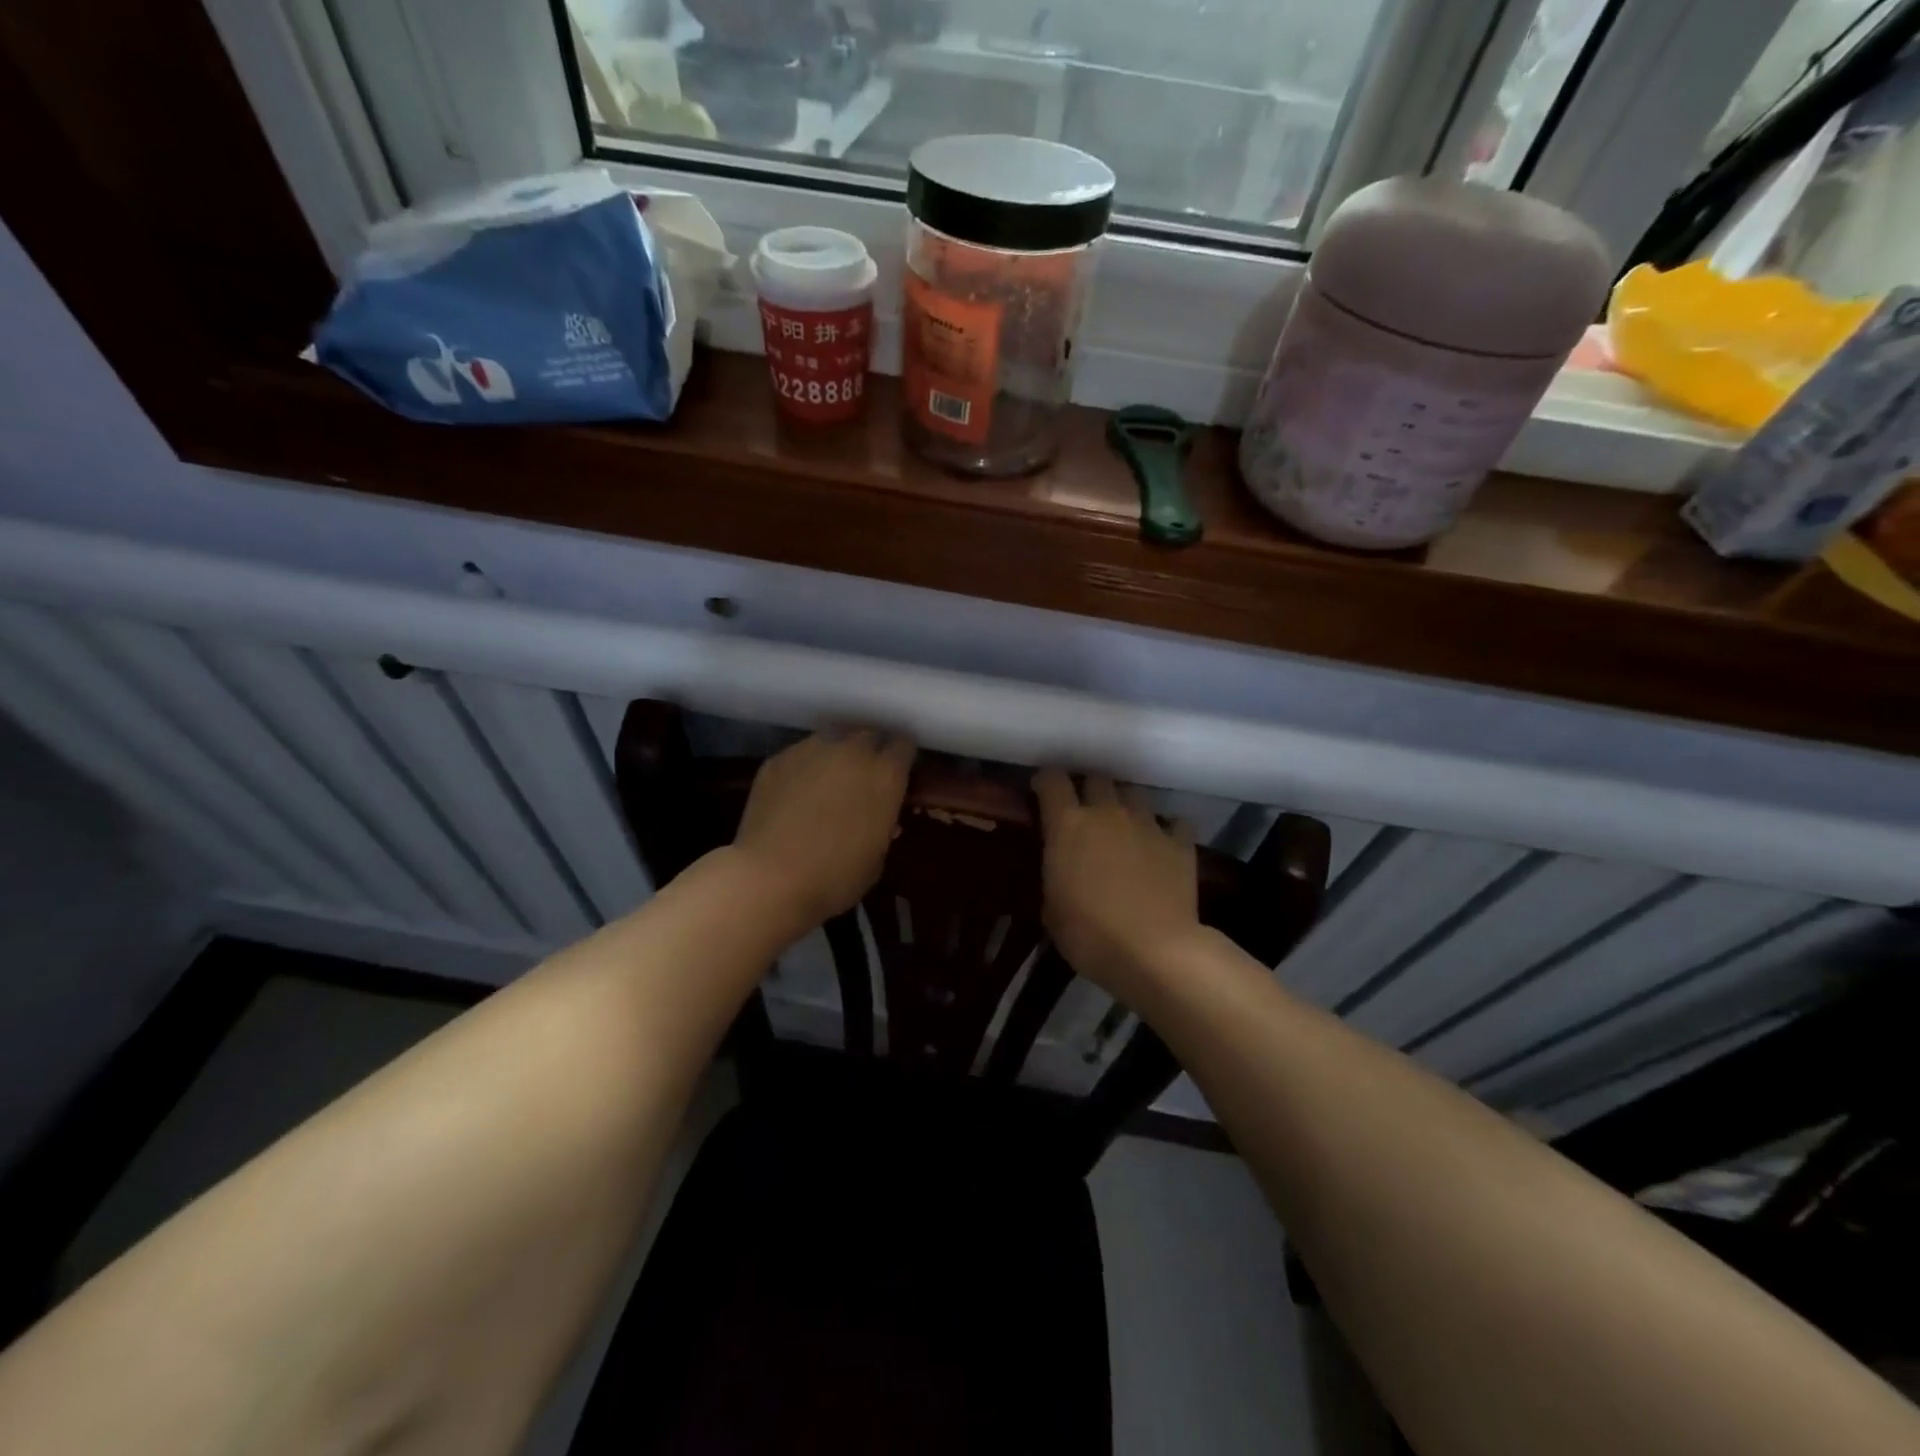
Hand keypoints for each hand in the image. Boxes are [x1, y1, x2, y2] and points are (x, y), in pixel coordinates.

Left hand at [732, 729, 914, 930]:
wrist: (770, 877)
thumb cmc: (835, 876)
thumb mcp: (878, 856)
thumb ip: (883, 824)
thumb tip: (879, 816)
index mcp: (885, 774)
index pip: (904, 745)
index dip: (901, 759)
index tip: (898, 775)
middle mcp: (852, 751)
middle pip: (869, 734)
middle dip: (871, 751)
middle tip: (865, 777)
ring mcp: (812, 750)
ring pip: (834, 737)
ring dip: (838, 753)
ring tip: (830, 779)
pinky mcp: (779, 759)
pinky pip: (801, 753)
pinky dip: (806, 766)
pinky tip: (797, 790)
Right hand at [1033, 769, 1199, 995]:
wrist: (1153, 952)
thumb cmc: (1089, 935)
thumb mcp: (1051, 908)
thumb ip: (1054, 875)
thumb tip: (1061, 869)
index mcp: (1068, 824)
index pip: (1052, 780)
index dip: (1046, 782)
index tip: (1041, 792)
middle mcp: (1108, 813)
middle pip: (1097, 779)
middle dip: (1088, 789)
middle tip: (1084, 812)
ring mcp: (1147, 824)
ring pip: (1134, 794)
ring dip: (1125, 805)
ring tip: (1123, 827)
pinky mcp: (1180, 843)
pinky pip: (1174, 823)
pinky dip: (1167, 830)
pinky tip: (1162, 845)